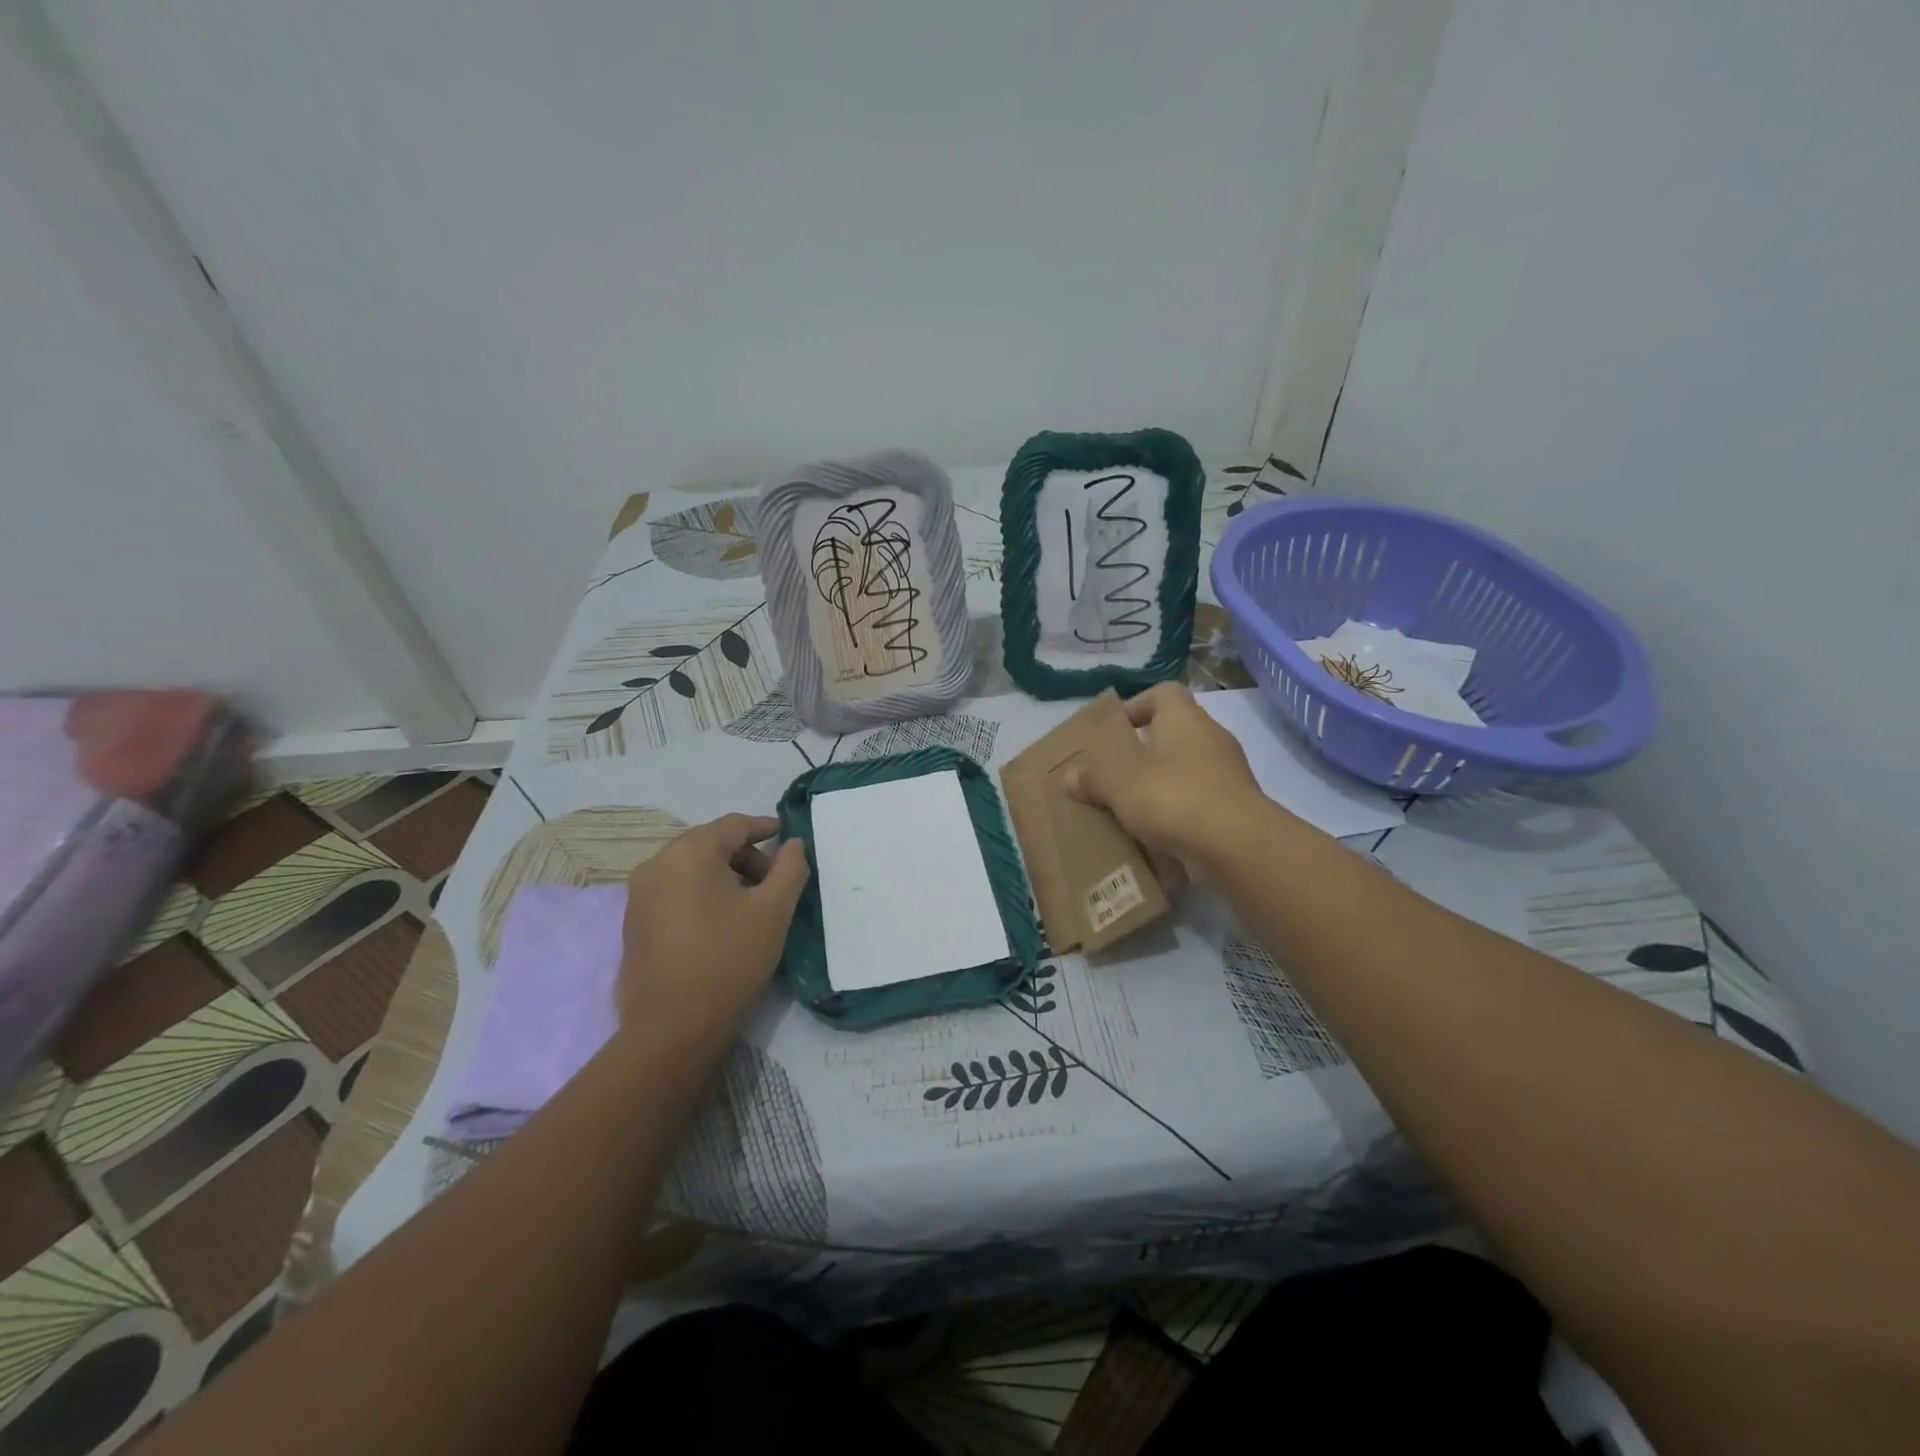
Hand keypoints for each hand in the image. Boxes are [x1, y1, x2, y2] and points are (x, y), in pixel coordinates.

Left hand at [618, 813, 809, 1034]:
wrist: (672, 1026)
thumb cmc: (729, 958)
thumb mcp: (774, 911)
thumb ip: (790, 868)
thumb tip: (793, 844)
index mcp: (689, 853)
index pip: (733, 825)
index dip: (764, 827)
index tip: (787, 836)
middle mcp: (656, 864)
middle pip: (709, 843)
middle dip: (745, 855)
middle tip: (774, 880)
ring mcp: (639, 894)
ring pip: (689, 867)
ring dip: (723, 874)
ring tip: (750, 903)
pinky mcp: (633, 922)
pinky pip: (673, 890)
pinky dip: (700, 892)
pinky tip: (720, 921)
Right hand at [1064, 683, 1292, 868]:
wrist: (1239, 845)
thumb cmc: (1175, 798)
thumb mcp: (1121, 787)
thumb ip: (1094, 779)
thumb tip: (1070, 777)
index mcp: (1184, 719)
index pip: (1163, 693)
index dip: (1138, 705)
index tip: (1117, 730)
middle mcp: (1212, 737)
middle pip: (1176, 731)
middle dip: (1147, 750)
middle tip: (1118, 772)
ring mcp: (1230, 772)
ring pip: (1190, 767)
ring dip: (1164, 782)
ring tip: (1135, 807)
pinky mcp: (1239, 806)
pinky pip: (1203, 799)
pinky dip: (1183, 810)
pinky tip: (1161, 832)